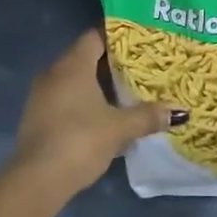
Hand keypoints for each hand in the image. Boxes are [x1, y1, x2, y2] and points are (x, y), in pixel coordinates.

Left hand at [13, 28, 183, 196]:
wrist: (36, 180)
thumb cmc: (80, 141)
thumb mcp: (119, 128)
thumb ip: (148, 116)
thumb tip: (179, 112)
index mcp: (72, 65)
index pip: (95, 36)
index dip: (117, 36)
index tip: (140, 41)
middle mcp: (53, 73)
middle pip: (85, 56)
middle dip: (112, 62)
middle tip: (140, 66)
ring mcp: (42, 96)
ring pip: (74, 79)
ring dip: (97, 84)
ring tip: (127, 90)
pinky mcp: (38, 117)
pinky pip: (65, 97)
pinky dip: (84, 100)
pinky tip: (104, 114)